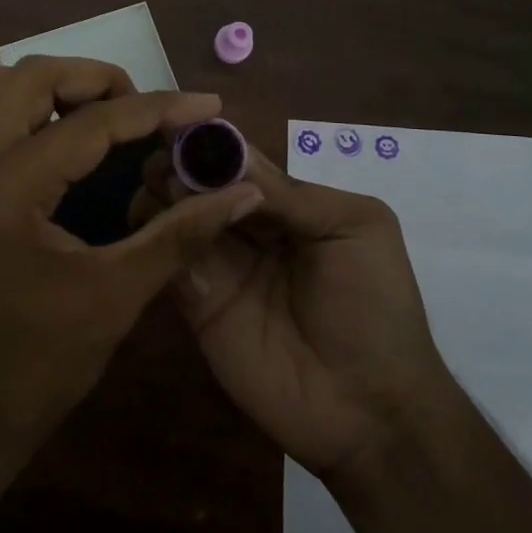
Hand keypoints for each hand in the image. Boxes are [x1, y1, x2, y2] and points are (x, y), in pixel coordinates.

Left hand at [0, 56, 263, 446]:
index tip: (206, 104)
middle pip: (30, 76)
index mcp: (8, 188)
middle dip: (95, 78)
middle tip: (143, 109)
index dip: (157, 109)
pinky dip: (33, 109)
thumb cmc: (38, 363)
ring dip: (58, 87)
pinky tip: (70, 142)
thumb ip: (180, 233)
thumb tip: (241, 193)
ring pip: (1, 87)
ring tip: (108, 115)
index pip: (90, 123)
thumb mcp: (117, 295)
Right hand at [139, 146, 448, 480]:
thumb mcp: (354, 228)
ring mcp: (219, 264)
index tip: (176, 123)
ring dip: (161, 196)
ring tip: (165, 196)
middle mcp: (246, 227)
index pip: (238, 161)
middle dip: (178, 165)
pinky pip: (167, 261)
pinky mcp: (197, 304)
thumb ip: (291, 193)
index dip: (209, 143)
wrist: (370, 409)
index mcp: (287, 203)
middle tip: (167, 167)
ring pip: (174, 215)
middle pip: (198, 182)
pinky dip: (156, 238)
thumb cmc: (375, 306)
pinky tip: (157, 229)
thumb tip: (229, 154)